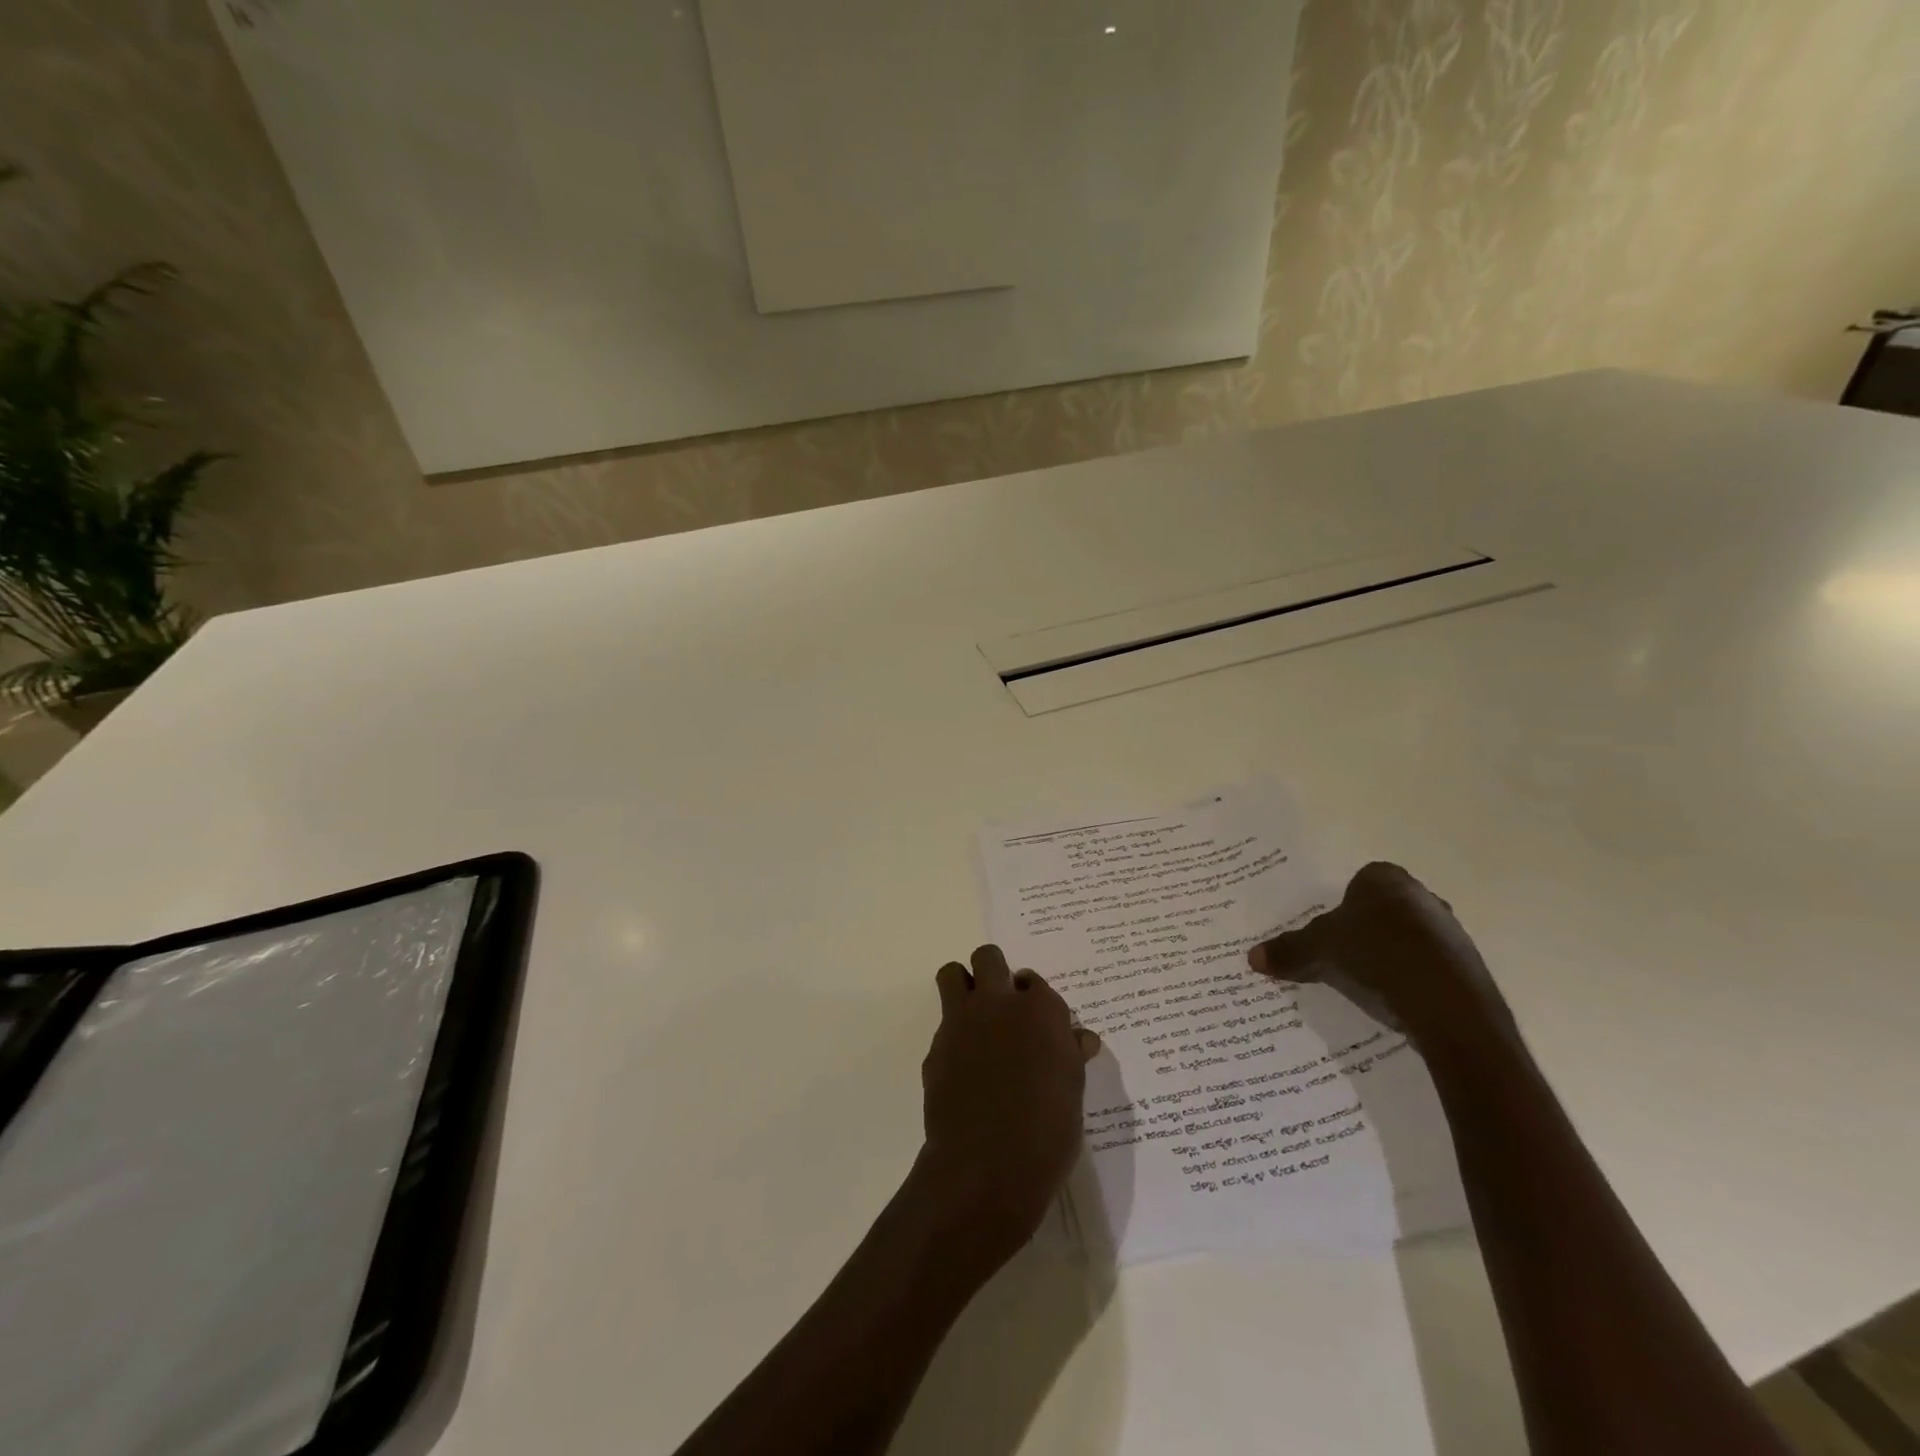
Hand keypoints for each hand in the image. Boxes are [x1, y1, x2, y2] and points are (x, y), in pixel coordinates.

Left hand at [918, 945, 1100, 1263]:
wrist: (987, 1166)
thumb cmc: (1047, 1133)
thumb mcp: (1072, 1093)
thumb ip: (1071, 1055)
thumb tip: (1080, 1038)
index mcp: (1042, 1011)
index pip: (1035, 982)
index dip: (1032, 997)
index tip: (1034, 1017)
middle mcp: (1000, 1003)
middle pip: (989, 958)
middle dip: (994, 972)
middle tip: (1001, 1004)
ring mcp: (964, 1021)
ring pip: (953, 973)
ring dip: (962, 985)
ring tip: (974, 1016)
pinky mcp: (937, 1046)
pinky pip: (943, 1023)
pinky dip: (953, 1035)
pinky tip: (964, 1066)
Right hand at [1247, 863, 1512, 1047]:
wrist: (1447, 1005)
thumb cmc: (1376, 955)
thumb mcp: (1319, 950)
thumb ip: (1289, 950)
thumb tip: (1252, 957)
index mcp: (1385, 879)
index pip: (1358, 883)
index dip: (1340, 907)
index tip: (1328, 932)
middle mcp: (1422, 896)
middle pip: (1383, 911)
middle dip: (1365, 931)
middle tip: (1340, 957)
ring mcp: (1450, 932)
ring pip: (1408, 939)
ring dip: (1390, 957)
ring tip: (1366, 985)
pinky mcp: (1468, 968)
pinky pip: (1428, 968)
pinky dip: (1412, 981)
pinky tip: (1395, 1002)